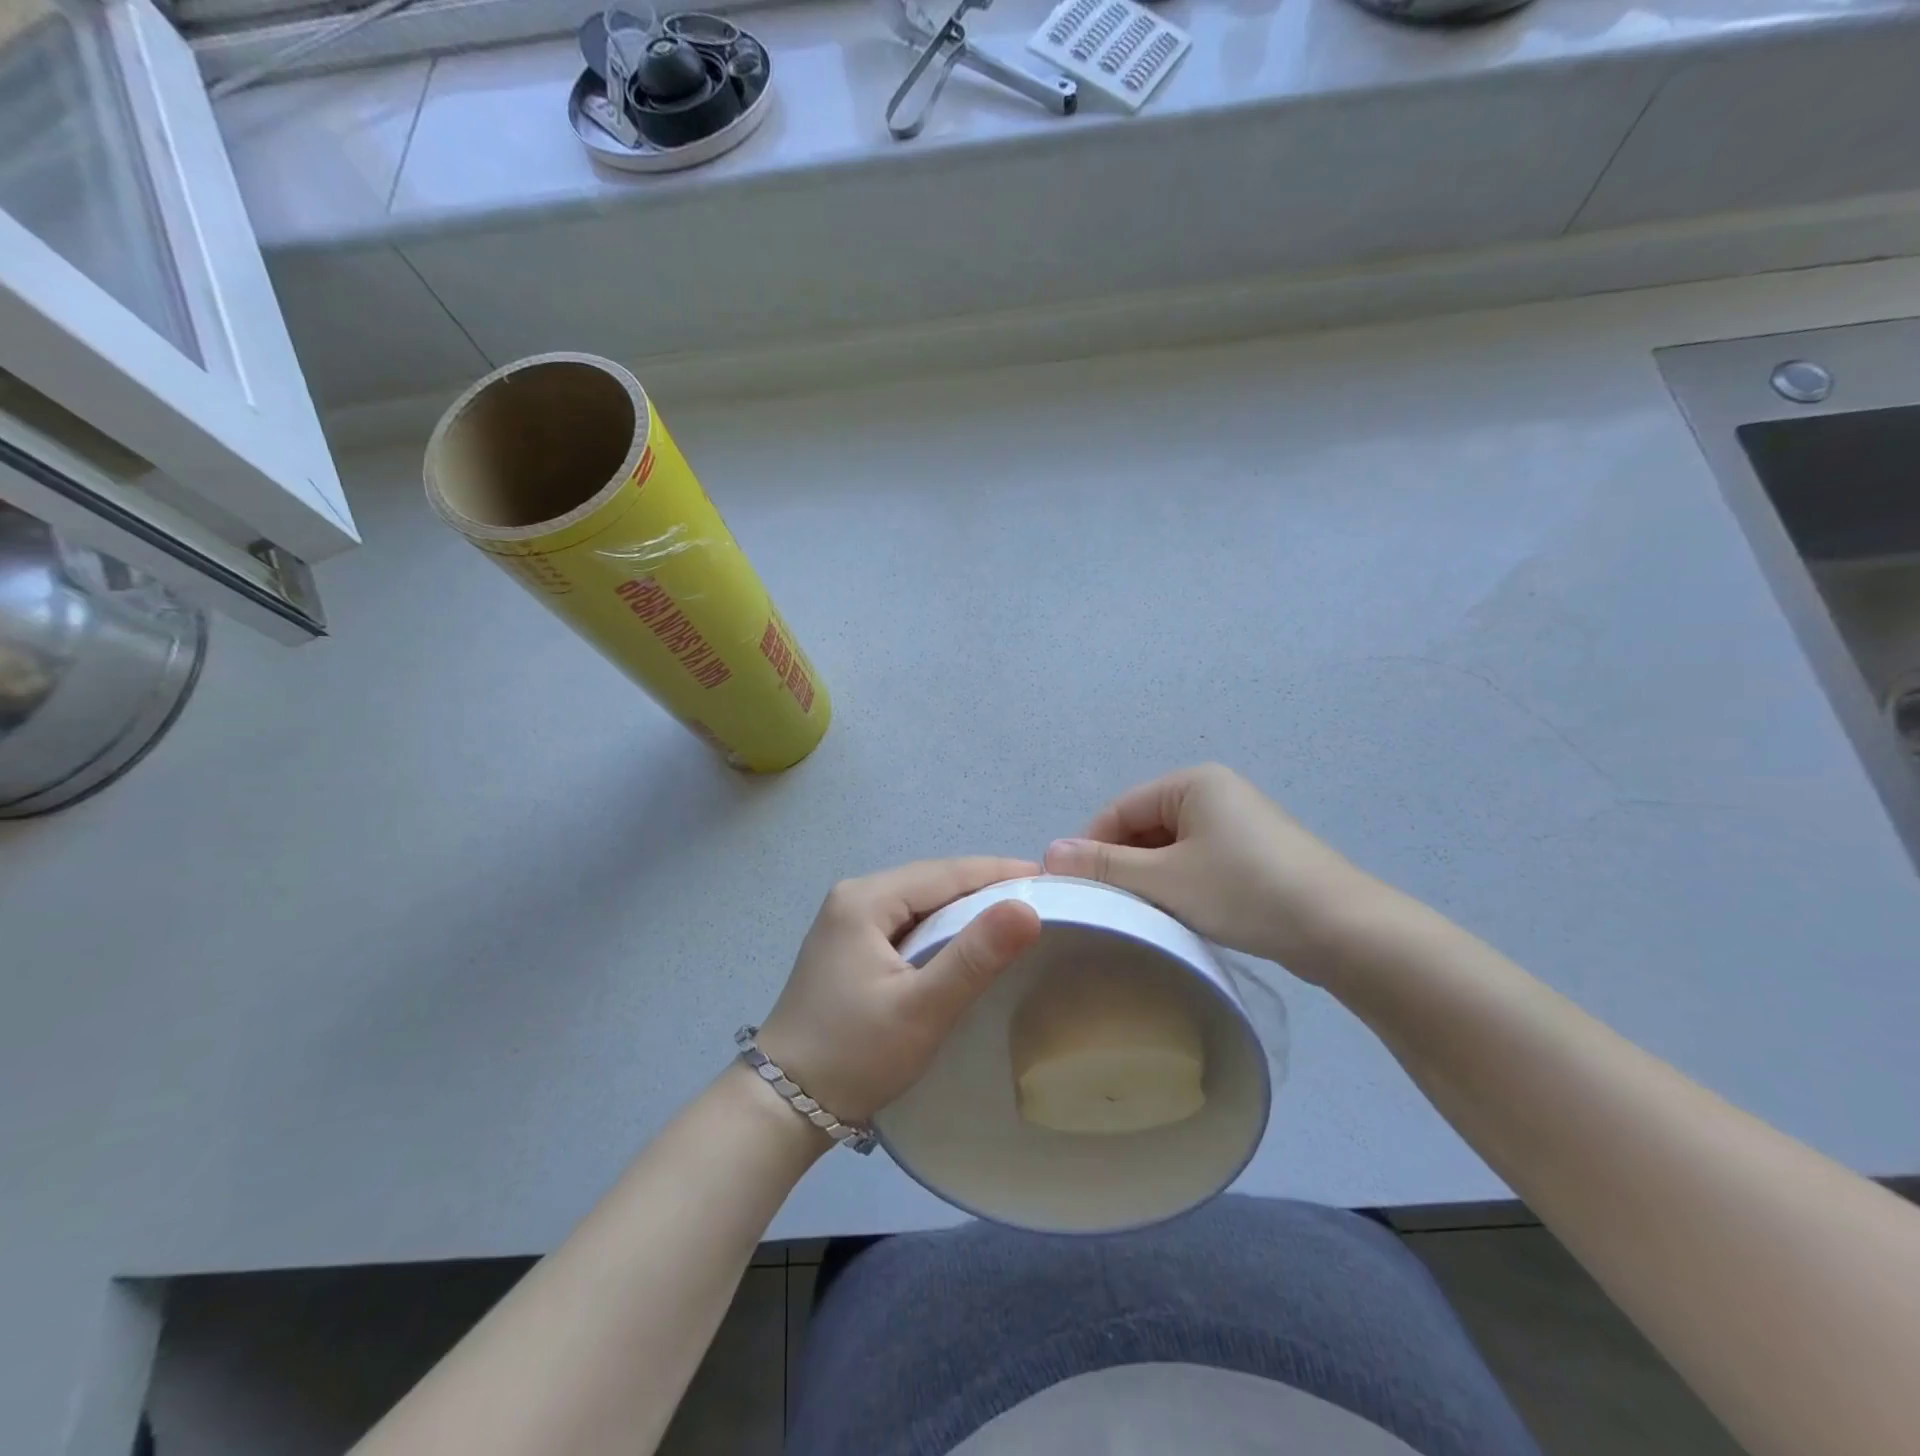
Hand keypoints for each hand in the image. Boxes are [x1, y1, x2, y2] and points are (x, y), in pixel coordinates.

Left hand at [757, 857, 1043, 1125]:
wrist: (782, 1107)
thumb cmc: (853, 1054)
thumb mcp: (921, 1008)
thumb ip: (974, 957)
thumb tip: (1028, 907)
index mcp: (866, 899)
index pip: (946, 872)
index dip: (1000, 873)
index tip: (1051, 880)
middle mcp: (854, 897)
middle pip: (932, 882)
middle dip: (985, 888)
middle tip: (1040, 901)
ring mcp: (848, 922)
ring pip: (920, 902)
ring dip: (965, 909)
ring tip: (1014, 920)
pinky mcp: (849, 947)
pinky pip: (907, 923)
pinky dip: (942, 928)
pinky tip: (966, 944)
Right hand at [1043, 764, 1379, 982]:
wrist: (1343, 931)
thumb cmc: (1245, 892)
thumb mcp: (1166, 880)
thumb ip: (1106, 865)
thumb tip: (1049, 852)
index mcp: (1192, 782)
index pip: (1119, 809)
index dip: (1090, 847)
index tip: (1074, 890)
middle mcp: (1215, 792)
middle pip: (1144, 827)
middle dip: (1121, 865)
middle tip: (1105, 908)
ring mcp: (1239, 824)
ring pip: (1170, 848)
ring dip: (1150, 879)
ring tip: (1139, 916)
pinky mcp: (1255, 855)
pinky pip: (1198, 862)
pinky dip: (1180, 885)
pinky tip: (1177, 915)